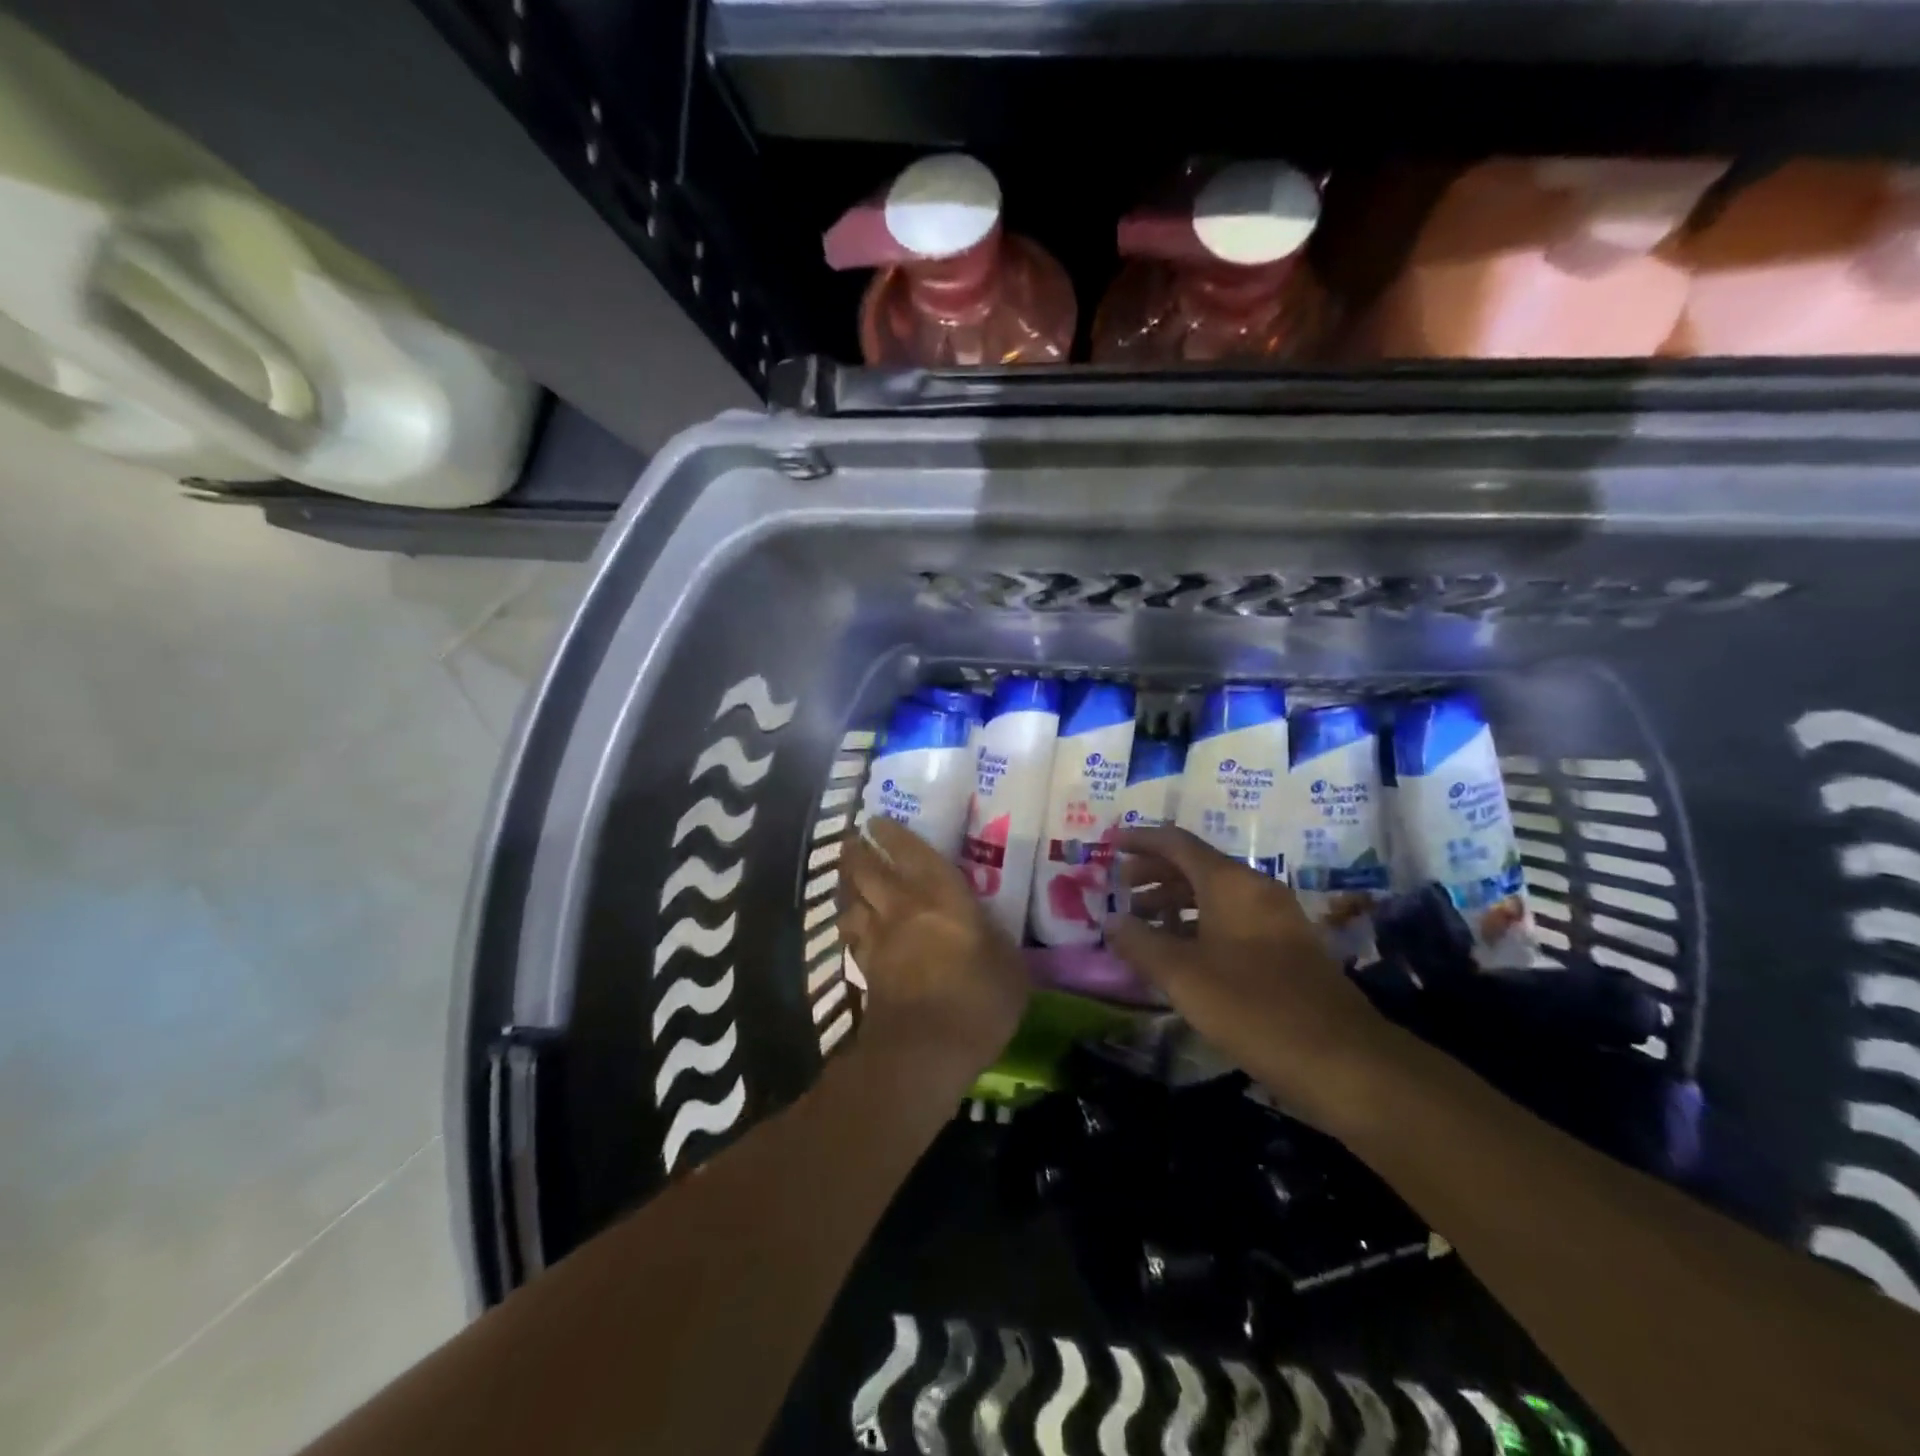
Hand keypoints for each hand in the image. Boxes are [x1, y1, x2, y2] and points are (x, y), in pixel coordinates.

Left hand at [837, 818, 1030, 1091]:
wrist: (926, 1048)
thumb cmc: (979, 998)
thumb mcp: (1010, 964)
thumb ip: (996, 938)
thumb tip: (989, 931)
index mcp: (941, 895)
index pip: (912, 853)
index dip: (893, 834)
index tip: (877, 821)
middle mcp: (903, 907)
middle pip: (868, 871)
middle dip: (858, 852)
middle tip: (854, 841)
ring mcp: (879, 939)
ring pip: (852, 901)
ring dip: (847, 885)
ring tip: (848, 878)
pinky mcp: (865, 970)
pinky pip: (852, 936)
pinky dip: (849, 924)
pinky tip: (853, 925)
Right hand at [1106, 826, 1398, 1134]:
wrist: (1343, 1061)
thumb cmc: (1253, 1008)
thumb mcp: (1183, 976)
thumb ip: (1140, 943)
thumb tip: (1111, 921)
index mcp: (1230, 882)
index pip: (1177, 843)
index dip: (1140, 840)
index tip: (1109, 846)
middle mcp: (1255, 889)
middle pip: (1196, 866)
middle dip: (1154, 873)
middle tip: (1120, 889)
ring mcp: (1275, 919)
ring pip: (1214, 895)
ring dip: (1174, 903)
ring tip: (1142, 925)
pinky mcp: (1286, 949)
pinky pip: (1231, 920)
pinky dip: (1198, 925)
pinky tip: (1180, 954)